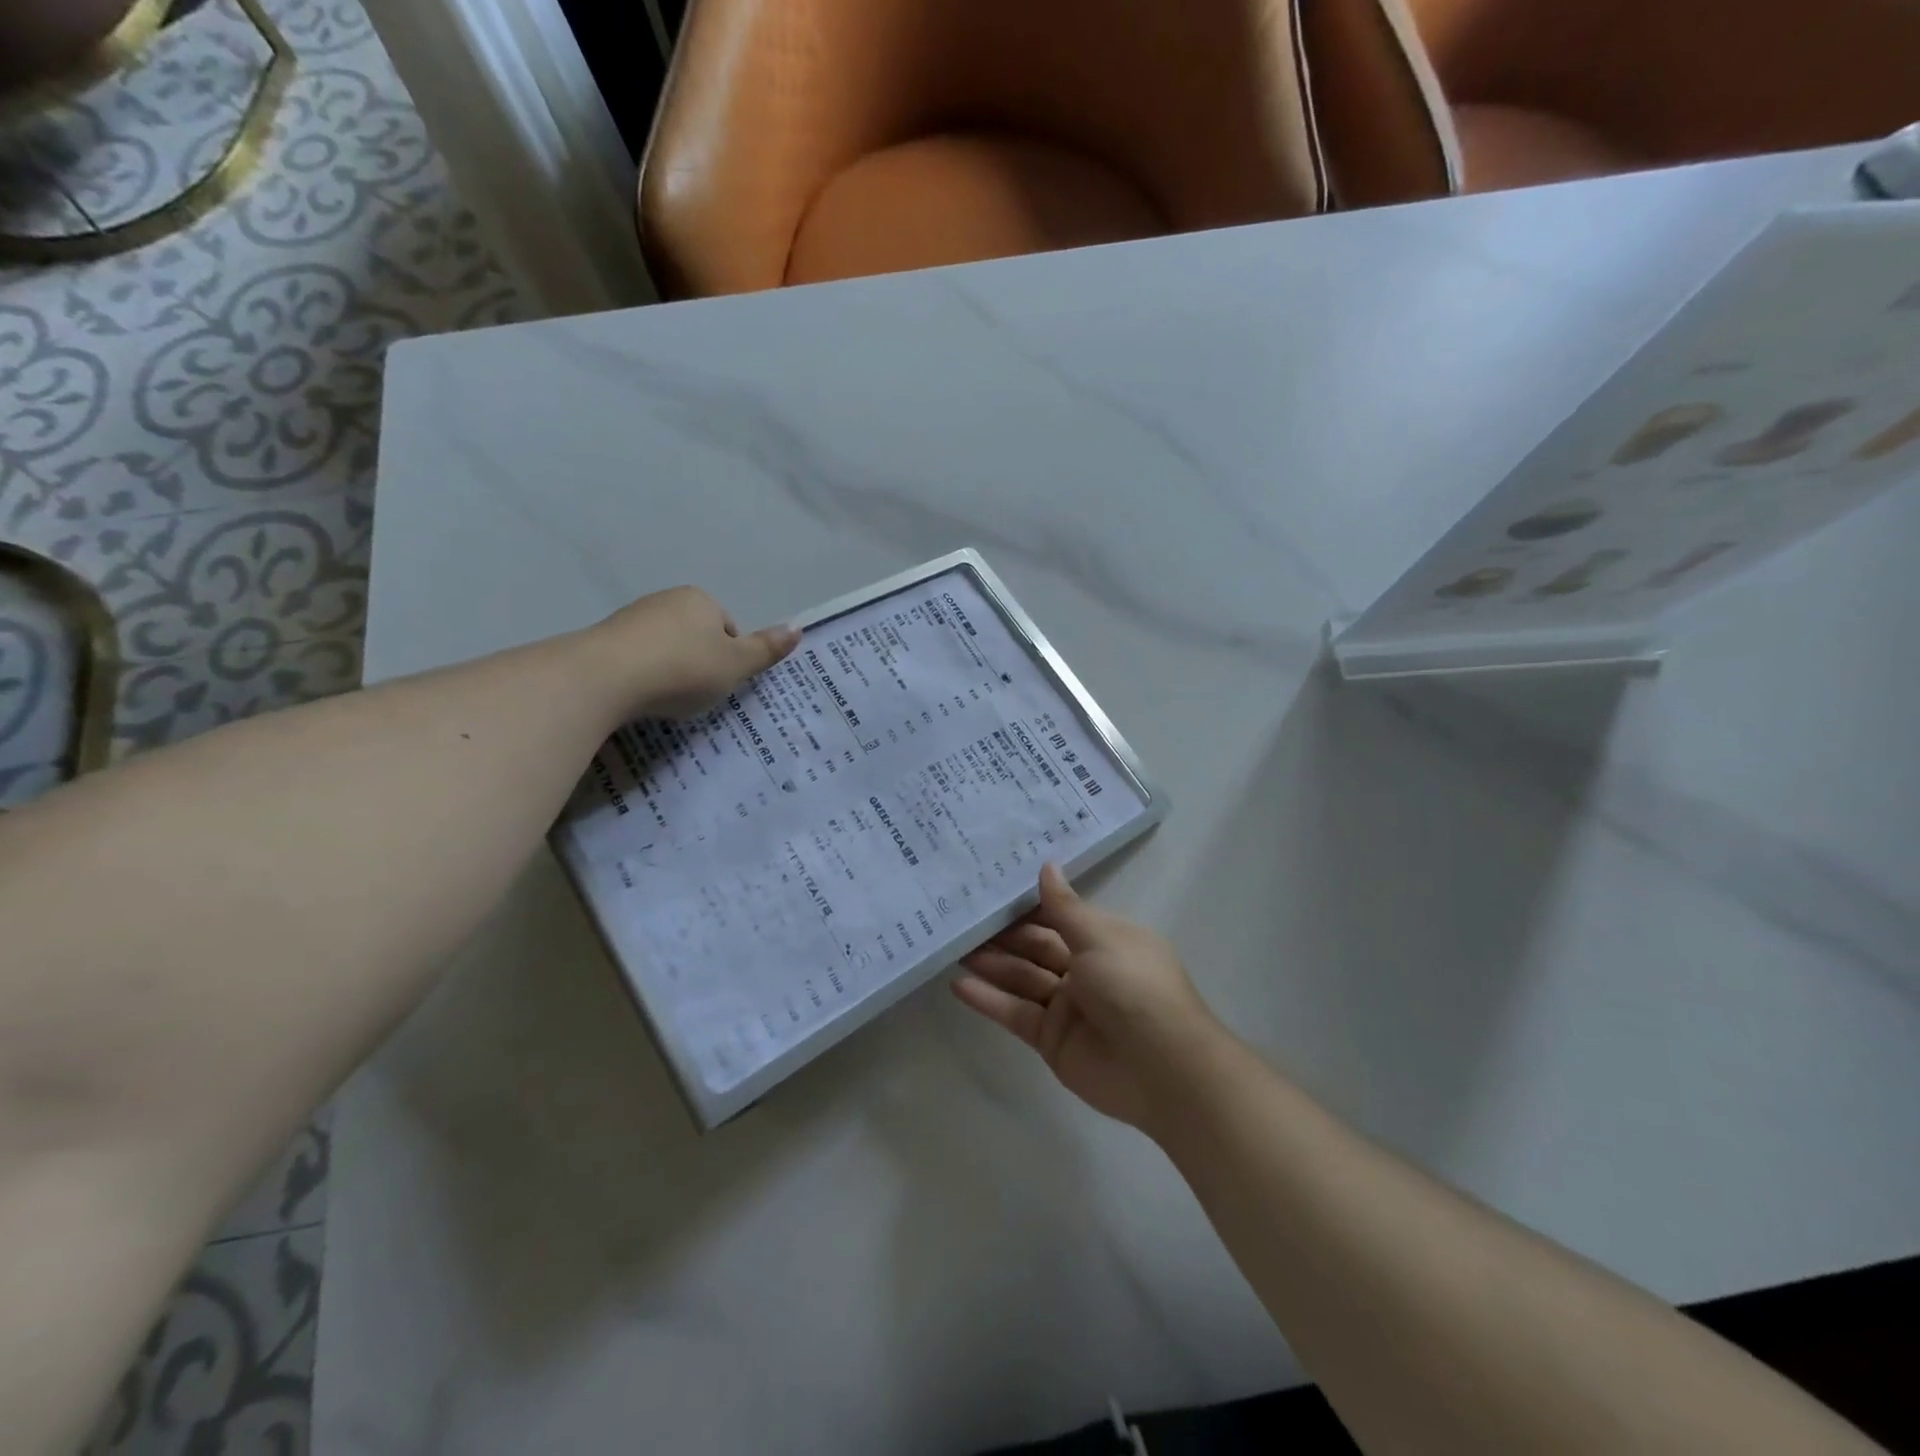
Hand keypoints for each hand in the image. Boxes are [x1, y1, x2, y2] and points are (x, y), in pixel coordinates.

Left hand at [588, 586, 800, 720]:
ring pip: (665, 648)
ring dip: (670, 671)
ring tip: (667, 700)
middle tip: (698, 695)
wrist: (606, 677)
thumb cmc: (683, 669)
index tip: (721, 684)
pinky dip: (643, 678)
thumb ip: (766, 650)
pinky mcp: (604, 640)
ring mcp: (632, 618)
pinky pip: (637, 660)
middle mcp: (667, 600)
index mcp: (701, 600)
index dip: (731, 660)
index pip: (728, 629)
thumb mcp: (735, 666)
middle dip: (699, 664)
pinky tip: (640, 698)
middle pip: (696, 637)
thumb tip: (798, 628)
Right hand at [955, 864, 1223, 1131]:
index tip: (991, 887)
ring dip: (990, 964)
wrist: (1162, 1068)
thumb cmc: (1134, 986)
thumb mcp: (1099, 937)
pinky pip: (1016, 1013)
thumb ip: (1064, 907)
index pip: (1060, 916)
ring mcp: (1067, 1006)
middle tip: (960, 917)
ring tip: (953, 947)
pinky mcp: (1051, 1039)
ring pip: (1022, 978)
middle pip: (1036, 946)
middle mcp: (1086, 970)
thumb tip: (1048, 866)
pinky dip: (989, 1000)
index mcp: (1105, 940)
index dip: (1028, 905)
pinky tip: (959, 985)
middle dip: (1002, 934)